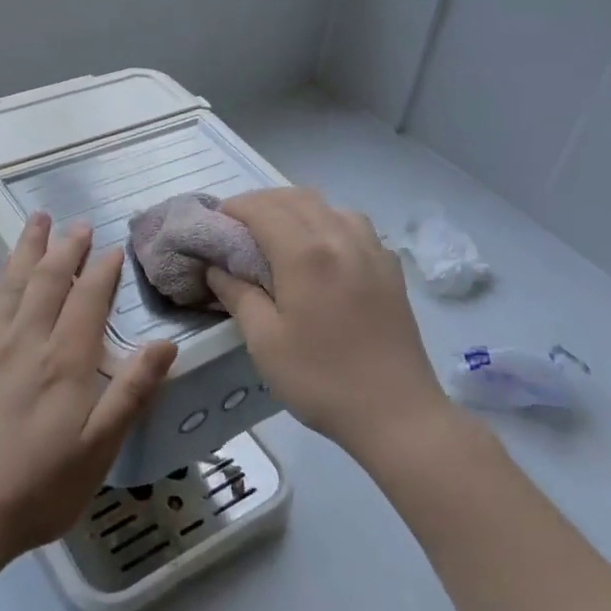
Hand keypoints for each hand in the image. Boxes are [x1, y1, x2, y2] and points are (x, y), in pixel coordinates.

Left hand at [0, 213, 176, 564]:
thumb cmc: (39, 488)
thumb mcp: (98, 449)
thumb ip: (131, 392)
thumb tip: (164, 345)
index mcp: (63, 361)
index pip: (87, 300)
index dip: (102, 270)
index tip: (112, 247)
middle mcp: (25, 342)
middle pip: (47, 281)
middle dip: (65, 247)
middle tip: (77, 223)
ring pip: (11, 285)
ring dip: (27, 250)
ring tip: (36, 222)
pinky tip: (0, 276)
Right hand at [207, 188, 449, 458]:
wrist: (396, 412)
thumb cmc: (320, 379)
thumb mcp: (264, 342)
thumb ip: (238, 295)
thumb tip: (217, 268)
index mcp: (306, 253)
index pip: (261, 208)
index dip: (233, 209)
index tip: (214, 225)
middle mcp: (340, 237)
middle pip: (295, 198)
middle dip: (261, 203)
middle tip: (237, 228)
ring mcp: (372, 249)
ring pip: (328, 205)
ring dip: (295, 208)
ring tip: (276, 234)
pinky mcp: (390, 267)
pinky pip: (354, 225)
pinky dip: (327, 222)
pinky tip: (320, 250)